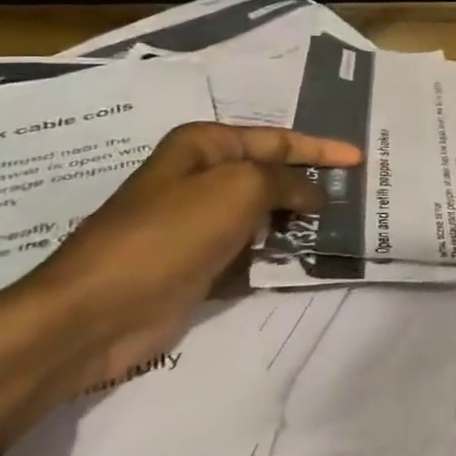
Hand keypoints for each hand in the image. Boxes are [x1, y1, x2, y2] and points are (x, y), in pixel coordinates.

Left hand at [0, 123, 361, 448]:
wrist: (94, 314)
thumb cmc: (168, 235)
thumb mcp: (239, 189)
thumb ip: (286, 181)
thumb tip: (313, 193)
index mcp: (204, 147)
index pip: (277, 140)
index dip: (321, 149)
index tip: (360, 160)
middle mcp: (202, 179)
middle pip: (272, 177)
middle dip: (312, 187)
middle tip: (356, 198)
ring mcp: (199, 225)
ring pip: (265, 217)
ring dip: (299, 224)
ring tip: (342, 230)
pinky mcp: (200, 265)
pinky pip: (252, 252)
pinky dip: (278, 255)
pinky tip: (308, 261)